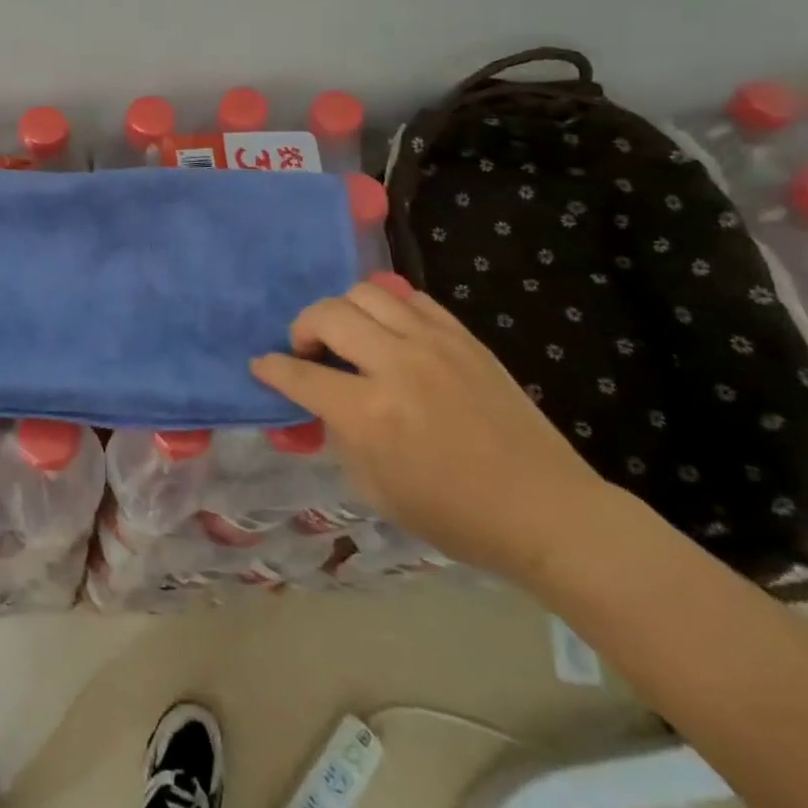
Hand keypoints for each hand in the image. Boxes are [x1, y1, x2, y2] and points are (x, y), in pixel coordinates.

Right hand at [251, 275, 613, 585]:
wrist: (545, 511)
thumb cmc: (455, 515)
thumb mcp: (375, 489)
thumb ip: (339, 435)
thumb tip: (320, 402)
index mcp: (370, 414)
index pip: (301, 374)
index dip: (272, 368)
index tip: (262, 364)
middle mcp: (397, 366)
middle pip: (327, 314)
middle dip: (302, 328)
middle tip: (309, 351)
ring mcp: (433, 344)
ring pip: (365, 293)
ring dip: (343, 311)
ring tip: (350, 337)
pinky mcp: (463, 337)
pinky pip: (411, 299)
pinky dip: (388, 309)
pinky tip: (392, 334)